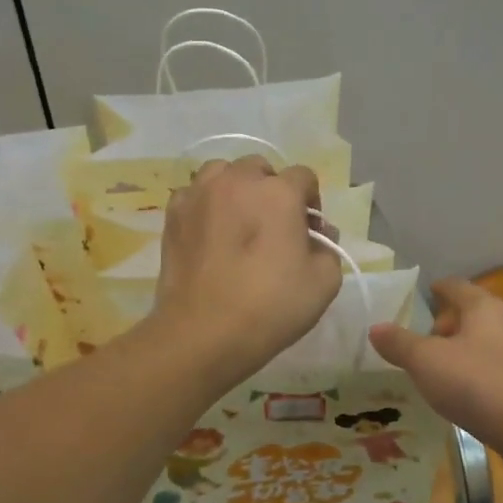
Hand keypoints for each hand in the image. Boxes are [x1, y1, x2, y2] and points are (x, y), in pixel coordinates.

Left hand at [152, 156, 342, 386]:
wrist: (203, 333)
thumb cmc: (271, 307)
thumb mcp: (324, 282)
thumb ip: (328, 247)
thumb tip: (317, 233)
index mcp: (279, 193)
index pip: (303, 176)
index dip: (310, 201)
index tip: (308, 230)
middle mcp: (238, 181)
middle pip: (260, 169)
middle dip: (271, 190)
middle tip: (272, 226)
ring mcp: (200, 194)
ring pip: (222, 173)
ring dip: (235, 189)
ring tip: (237, 222)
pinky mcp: (173, 214)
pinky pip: (194, 194)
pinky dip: (205, 205)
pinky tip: (208, 233)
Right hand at [369, 277, 502, 463]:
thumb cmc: (478, 384)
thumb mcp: (426, 362)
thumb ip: (399, 343)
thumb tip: (375, 327)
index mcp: (485, 306)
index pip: (457, 286)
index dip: (438, 289)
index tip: (425, 294)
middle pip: (475, 314)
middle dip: (449, 325)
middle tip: (424, 344)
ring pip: (490, 342)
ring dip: (466, 351)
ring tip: (442, 372)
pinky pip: (502, 368)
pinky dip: (483, 374)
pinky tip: (469, 395)